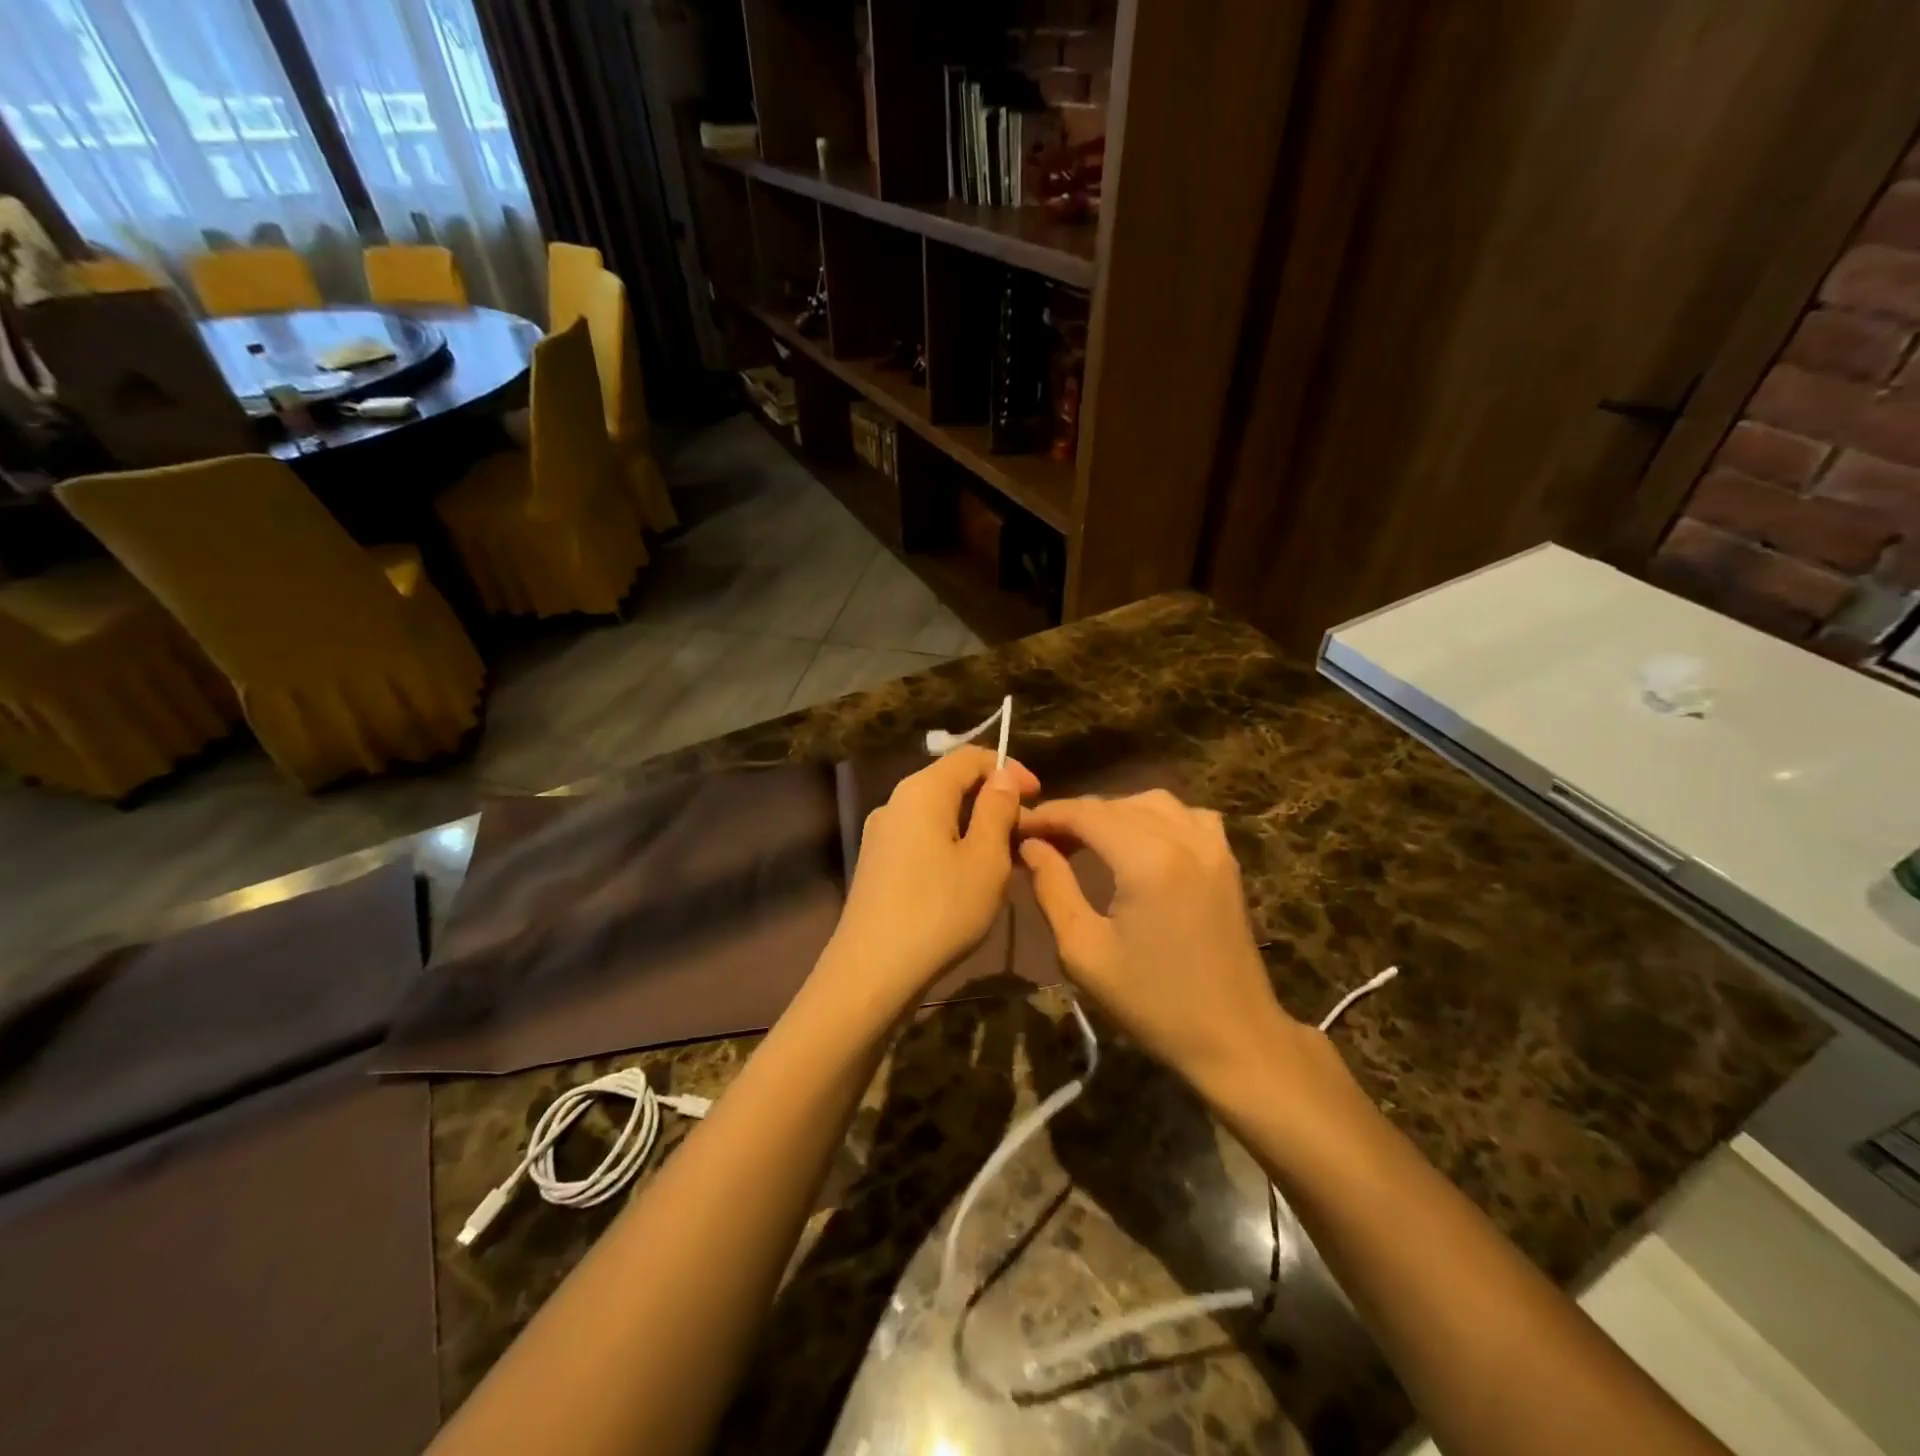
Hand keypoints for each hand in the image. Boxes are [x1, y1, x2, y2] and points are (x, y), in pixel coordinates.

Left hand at [822, 747, 1039, 1011]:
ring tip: (1006, 859)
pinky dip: (952, 845)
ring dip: (975, 826)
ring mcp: (881, 834)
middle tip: (1027, 833)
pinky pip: (922, 838)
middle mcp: (896, 802)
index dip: (1008, 768)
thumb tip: (1002, 777)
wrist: (872, 971)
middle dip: (993, 800)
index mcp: (922, 791)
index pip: (969, 757)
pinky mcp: (877, 863)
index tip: (1039, 796)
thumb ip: (997, 810)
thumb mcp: (985, 859)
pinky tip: (970, 877)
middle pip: (951, 783)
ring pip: (938, 814)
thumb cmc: (940, 911)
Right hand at [1019, 791, 1299, 1090]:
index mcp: (1147, 860)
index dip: (1047, 814)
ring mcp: (1213, 845)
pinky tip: (1139, 842)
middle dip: (1074, 815)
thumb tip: (1031, 845)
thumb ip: (1053, 887)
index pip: (1085, 813)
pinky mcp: (1227, 860)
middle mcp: (1184, 838)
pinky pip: (1186, 815)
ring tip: (1085, 840)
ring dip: (1112, 812)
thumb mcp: (1084, 951)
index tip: (1016, 827)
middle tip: (1041, 840)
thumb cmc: (1152, 1002)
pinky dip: (1154, 817)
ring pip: (1151, 802)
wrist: (1234, 1037)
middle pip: (1115, 804)